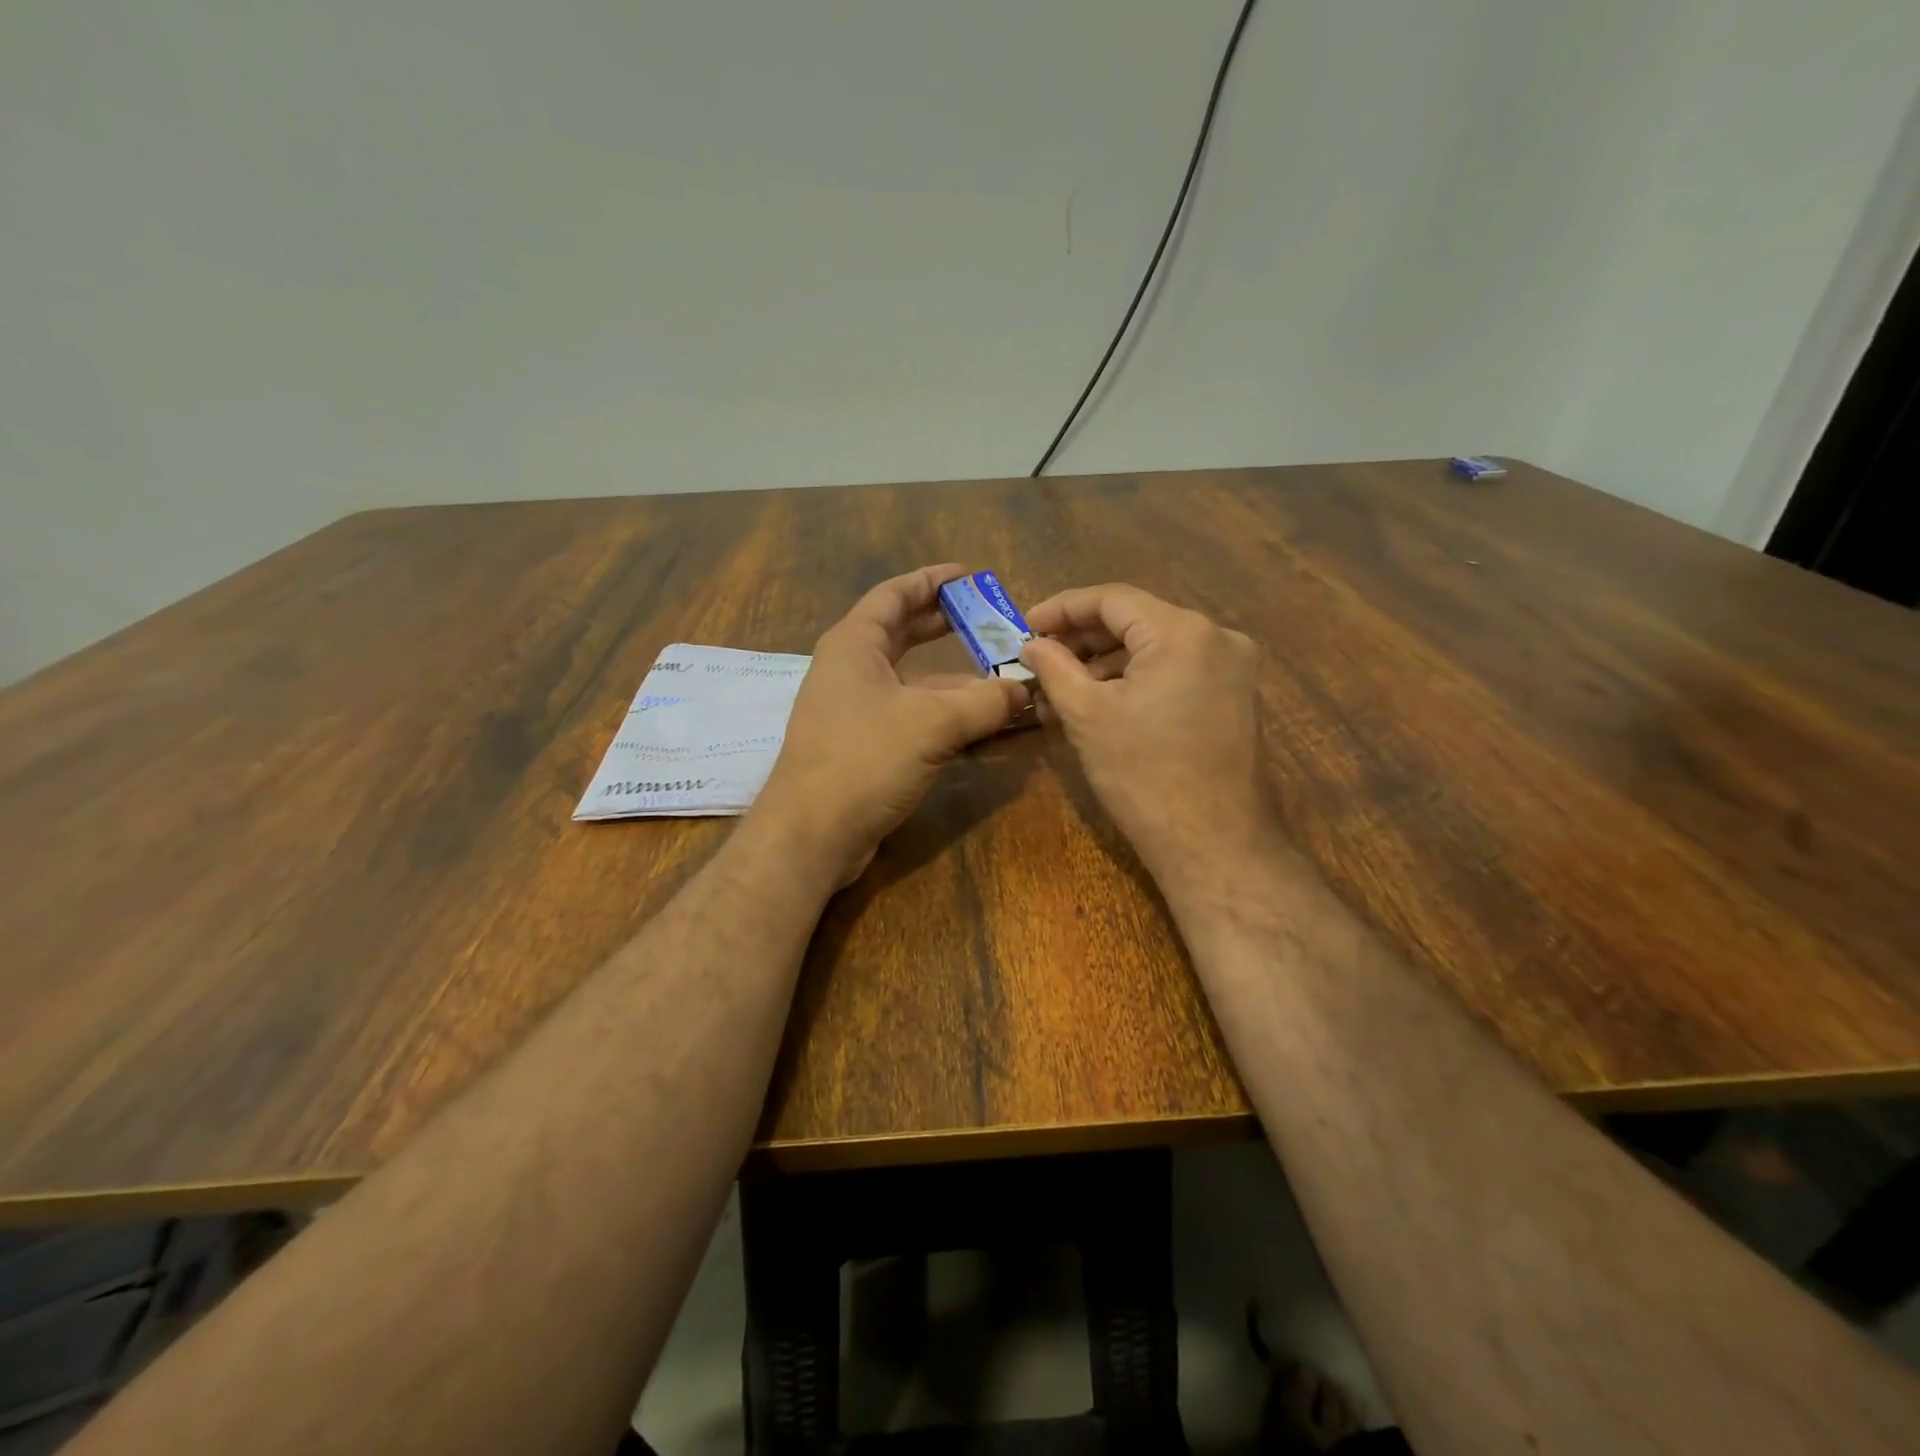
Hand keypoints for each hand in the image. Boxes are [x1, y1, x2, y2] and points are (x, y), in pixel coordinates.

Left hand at [753, 565, 1029, 885]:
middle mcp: (849, 669)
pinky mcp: (862, 744)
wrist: (812, 834)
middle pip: (901, 633)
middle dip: (944, 624)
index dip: (931, 581)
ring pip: (909, 679)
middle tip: (988, 618)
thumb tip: (1026, 689)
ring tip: (997, 673)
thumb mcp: (933, 724)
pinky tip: (976, 719)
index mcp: (854, 644)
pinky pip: (908, 713)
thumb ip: (985, 702)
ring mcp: (853, 709)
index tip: (969, 575)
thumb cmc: (865, 760)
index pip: (894, 595)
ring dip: (951, 676)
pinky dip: (941, 711)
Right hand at [1020, 584, 1276, 886]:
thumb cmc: (1144, 775)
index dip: (1062, 609)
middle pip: (1136, 621)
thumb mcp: (1087, 715)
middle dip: (1083, 641)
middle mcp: (1217, 637)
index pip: (1111, 599)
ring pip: (1155, 649)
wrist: (1216, 845)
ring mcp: (1233, 669)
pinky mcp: (1235, 699)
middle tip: (1039, 662)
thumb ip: (1054, 668)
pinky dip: (1137, 682)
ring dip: (1106, 666)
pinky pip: (1176, 673)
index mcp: (1182, 631)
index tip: (1024, 627)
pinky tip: (1102, 707)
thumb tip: (1032, 644)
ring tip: (1062, 695)